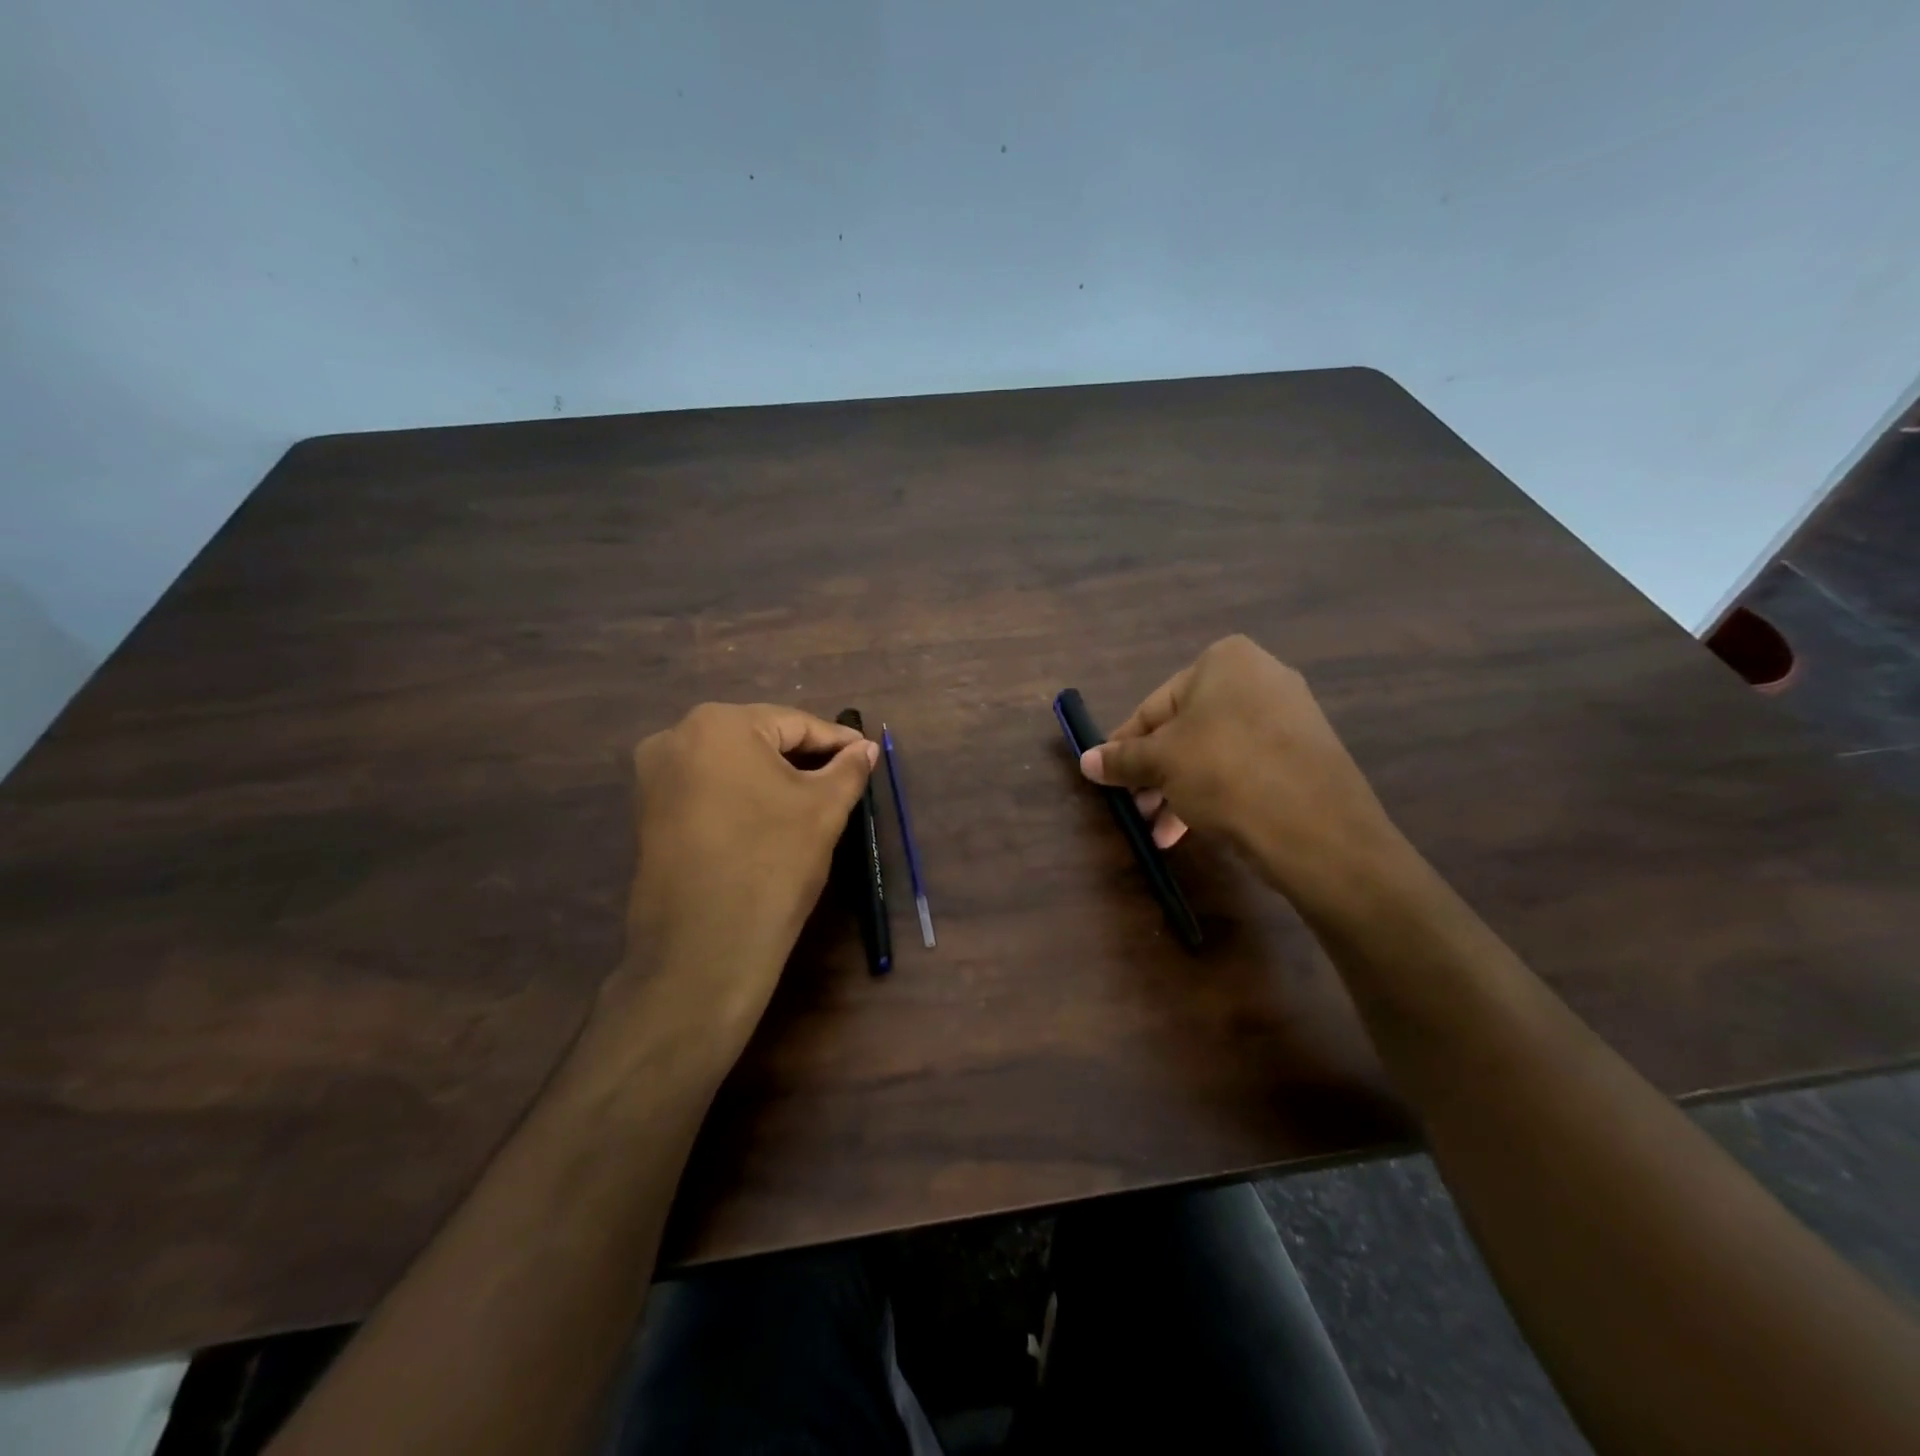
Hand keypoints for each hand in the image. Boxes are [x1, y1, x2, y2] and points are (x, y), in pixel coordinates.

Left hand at [617, 703, 877, 1039]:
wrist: (705, 947)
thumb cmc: (773, 862)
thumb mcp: (823, 809)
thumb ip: (848, 769)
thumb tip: (865, 749)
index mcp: (719, 724)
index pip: (793, 723)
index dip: (836, 741)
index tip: (866, 754)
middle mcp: (675, 737)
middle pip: (758, 739)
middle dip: (802, 757)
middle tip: (842, 777)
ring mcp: (653, 777)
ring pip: (731, 765)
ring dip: (771, 777)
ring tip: (811, 798)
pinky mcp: (647, 813)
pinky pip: (707, 789)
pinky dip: (741, 796)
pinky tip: (769, 817)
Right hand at [1080, 635, 1407, 913]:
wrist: (1316, 827)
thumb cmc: (1224, 773)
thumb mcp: (1161, 763)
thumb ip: (1121, 759)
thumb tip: (1085, 760)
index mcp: (1224, 661)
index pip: (1154, 706)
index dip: (1125, 746)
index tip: (1108, 778)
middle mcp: (1260, 677)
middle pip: (1185, 730)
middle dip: (1155, 775)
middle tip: (1137, 811)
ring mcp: (1289, 715)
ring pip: (1213, 752)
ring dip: (1180, 791)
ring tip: (1161, 832)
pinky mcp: (1305, 753)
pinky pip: (1245, 767)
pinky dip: (1216, 792)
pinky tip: (1196, 828)